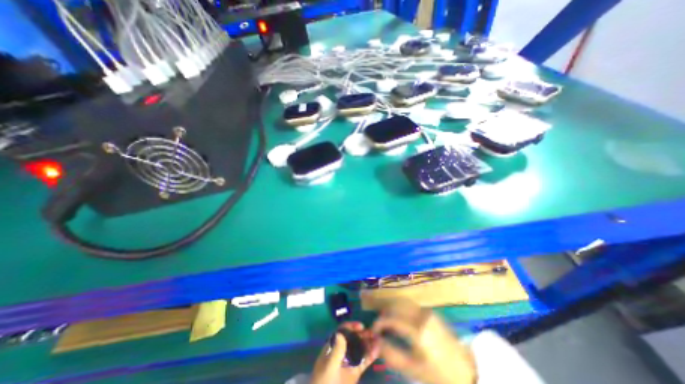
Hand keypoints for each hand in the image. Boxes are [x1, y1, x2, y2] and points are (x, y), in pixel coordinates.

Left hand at [311, 320, 379, 383]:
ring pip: (360, 348)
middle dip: (363, 334)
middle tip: (373, 332)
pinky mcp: (355, 371)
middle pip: (353, 338)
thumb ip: (336, 351)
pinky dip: (371, 355)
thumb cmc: (324, 381)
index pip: (342, 331)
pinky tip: (377, 349)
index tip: (361, 326)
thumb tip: (340, 333)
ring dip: (369, 343)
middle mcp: (342, 351)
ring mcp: (349, 360)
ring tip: (378, 339)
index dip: (351, 326)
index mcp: (333, 346)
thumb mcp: (329, 366)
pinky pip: (364, 361)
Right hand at [374, 300, 476, 383]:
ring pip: (403, 302)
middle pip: (396, 306)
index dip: (379, 323)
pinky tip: (399, 319)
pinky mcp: (431, 312)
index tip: (373, 331)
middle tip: (379, 326)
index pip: (391, 318)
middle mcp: (421, 315)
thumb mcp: (413, 369)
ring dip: (392, 309)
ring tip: (387, 322)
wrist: (465, 372)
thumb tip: (375, 341)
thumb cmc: (438, 374)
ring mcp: (427, 311)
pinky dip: (401, 309)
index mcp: (418, 329)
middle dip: (384, 314)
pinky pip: (410, 305)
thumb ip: (391, 354)